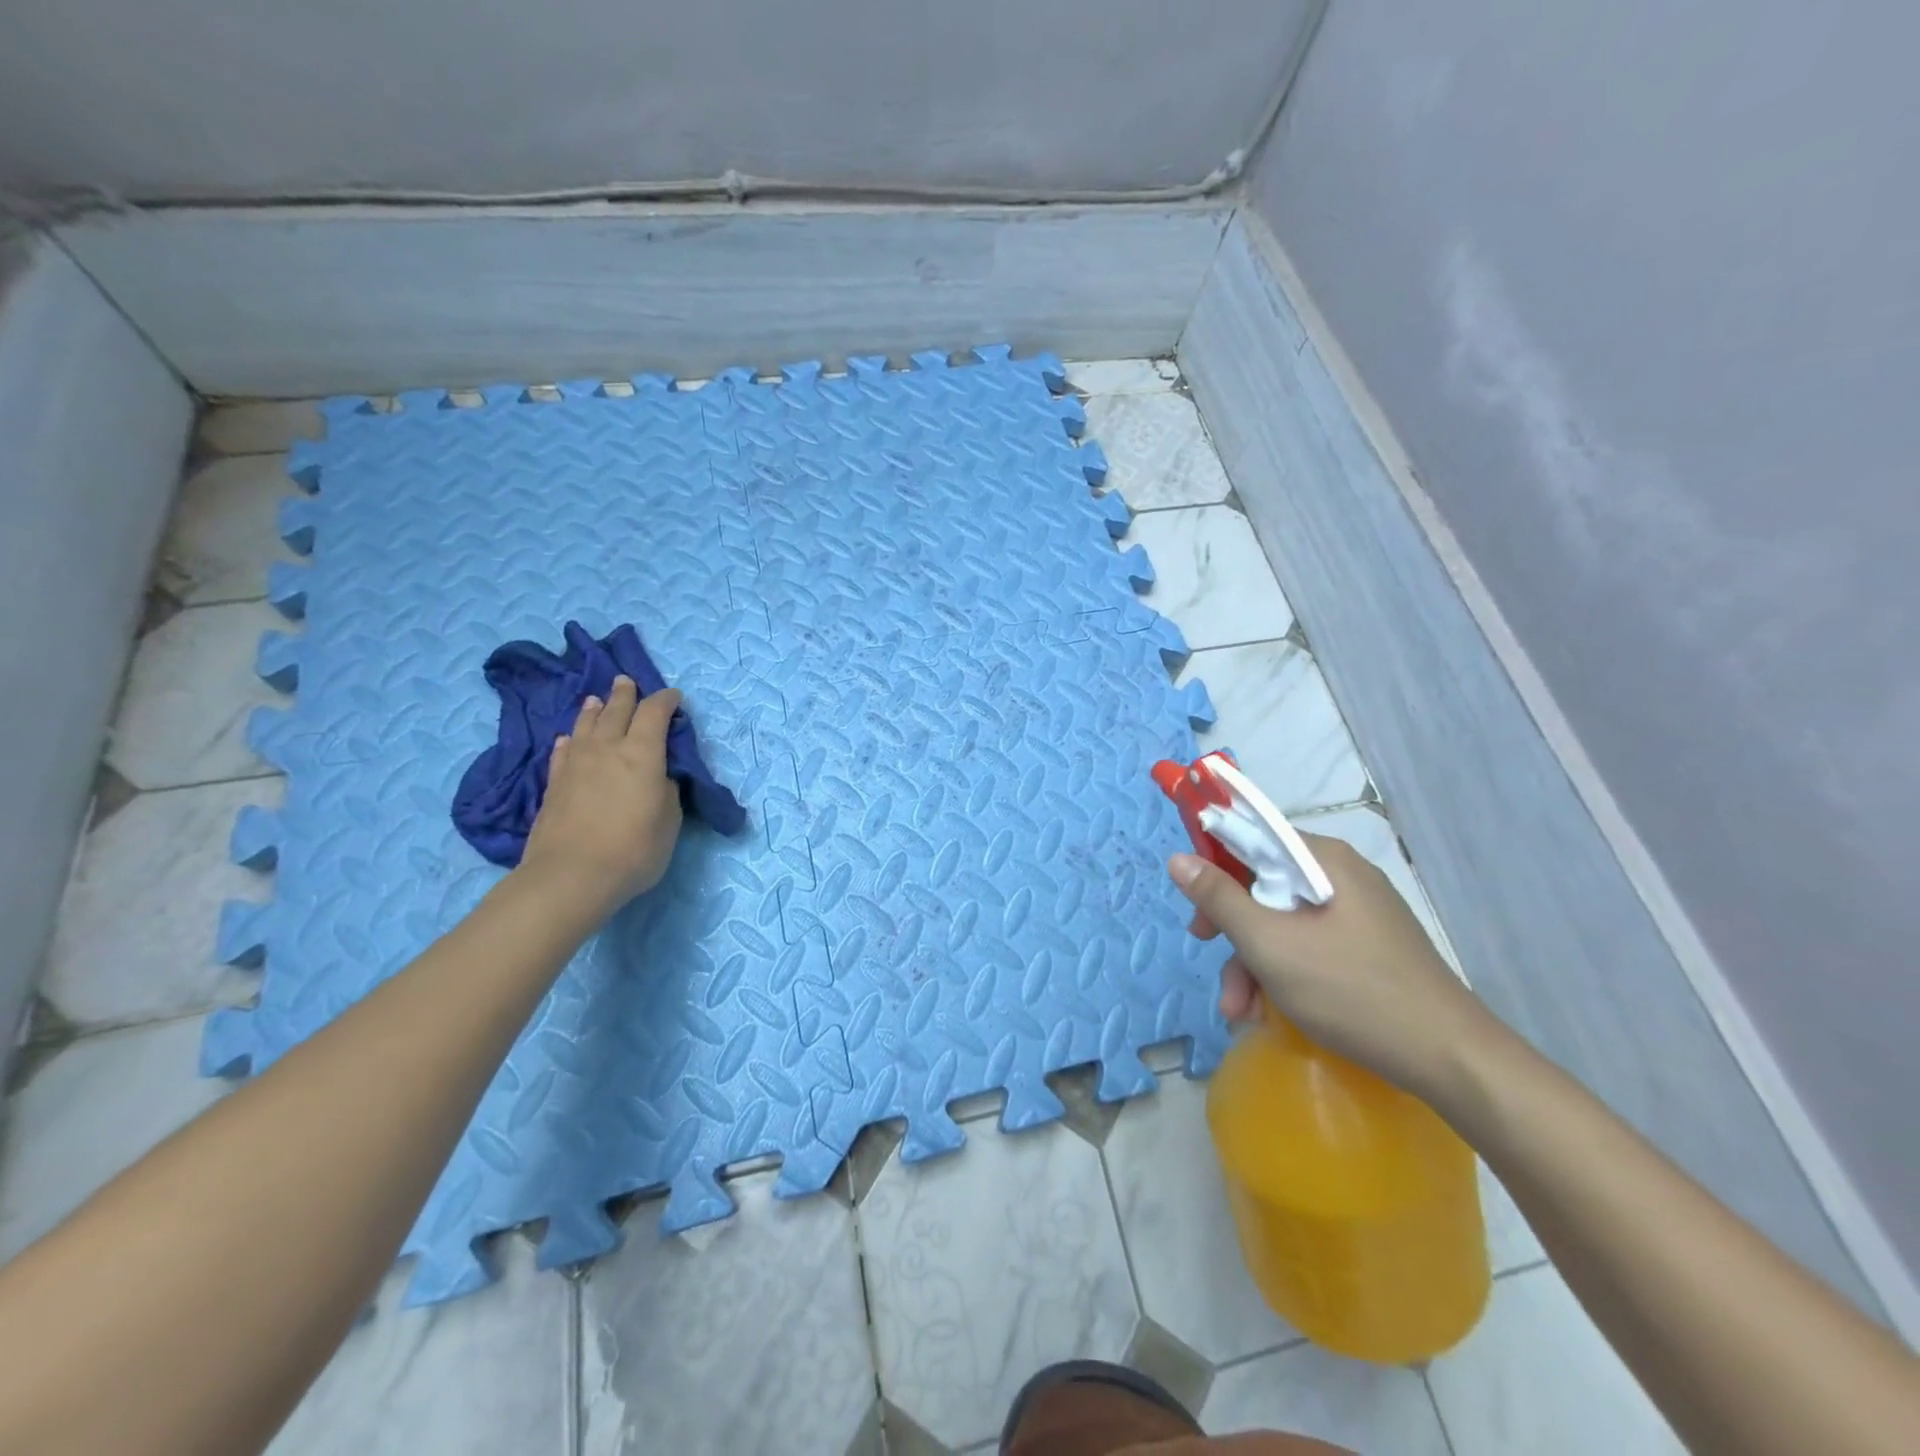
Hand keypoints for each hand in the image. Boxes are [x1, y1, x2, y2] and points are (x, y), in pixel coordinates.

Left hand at [519, 677, 683, 917]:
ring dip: (594, 710)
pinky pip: (563, 752)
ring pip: (585, 726)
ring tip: (596, 700)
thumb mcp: (670, 821)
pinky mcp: (554, 784)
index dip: (666, 701)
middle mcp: (607, 749)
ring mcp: (576, 765)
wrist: (571, 876)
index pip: (655, 714)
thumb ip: (666, 791)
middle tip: (627, 682)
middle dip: (625, 694)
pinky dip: (570, 741)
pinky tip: (569, 739)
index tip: (674, 697)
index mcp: (643, 753)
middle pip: (616, 710)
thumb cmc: (634, 849)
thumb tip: (658, 777)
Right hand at [1169, 833, 1493, 1094]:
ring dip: (1253, 964)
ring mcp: (1359, 913)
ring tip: (1241, 1012)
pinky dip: (1284, 974)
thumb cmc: (1351, 990)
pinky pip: (1309, 945)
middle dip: (1232, 931)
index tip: (1195, 905)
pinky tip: (1270, 1012)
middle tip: (1209, 956)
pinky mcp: (1368, 947)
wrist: (1451, 1059)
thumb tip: (1178, 858)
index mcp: (1324, 860)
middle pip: (1265, 886)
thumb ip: (1220, 899)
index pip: (1254, 838)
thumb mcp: (1270, 944)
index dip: (1214, 865)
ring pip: (1284, 922)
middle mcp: (1342, 876)